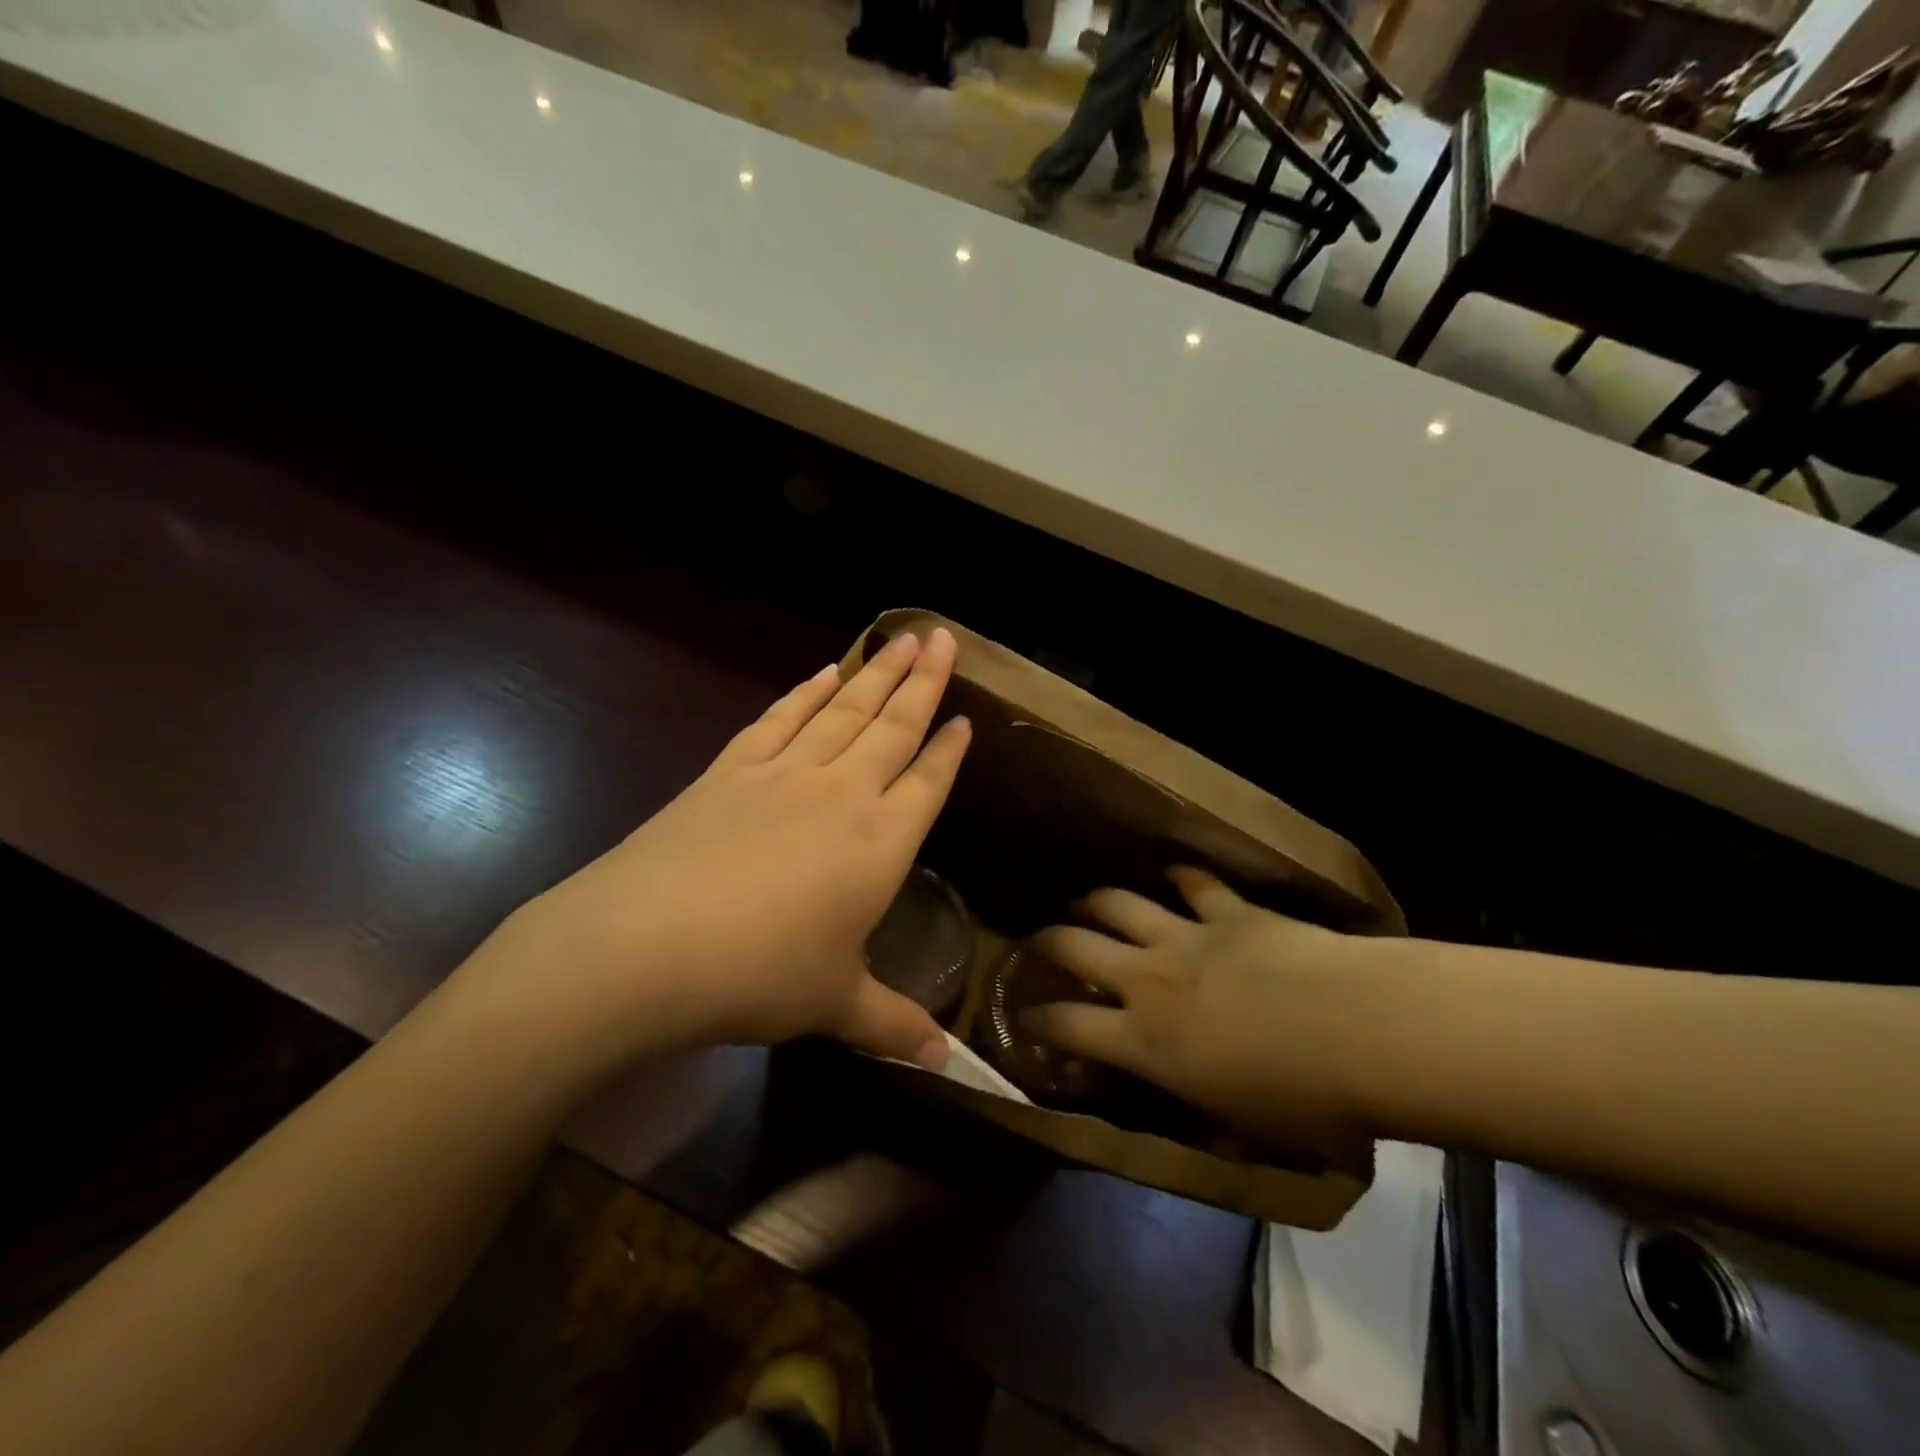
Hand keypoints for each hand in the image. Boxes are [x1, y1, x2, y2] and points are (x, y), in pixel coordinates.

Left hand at [447, 629, 970, 1083]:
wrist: (643, 946)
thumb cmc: (758, 976)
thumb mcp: (834, 1005)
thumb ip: (892, 1024)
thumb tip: (944, 1065)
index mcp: (880, 843)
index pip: (928, 783)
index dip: (950, 750)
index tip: (967, 717)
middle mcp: (841, 793)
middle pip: (893, 726)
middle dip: (923, 681)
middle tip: (941, 636)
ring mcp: (783, 774)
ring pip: (842, 710)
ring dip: (874, 673)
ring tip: (897, 638)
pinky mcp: (731, 770)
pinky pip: (780, 719)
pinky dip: (804, 693)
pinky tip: (822, 673)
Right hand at [1024, 868, 1395, 1158]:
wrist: (1361, 1032)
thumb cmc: (1306, 1102)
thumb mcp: (1242, 1126)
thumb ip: (1200, 1107)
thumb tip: (1188, 1106)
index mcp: (1146, 1041)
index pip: (1068, 1027)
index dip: (1038, 1020)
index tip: (1025, 1014)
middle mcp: (1149, 980)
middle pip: (1075, 948)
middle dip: (1047, 943)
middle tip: (1039, 942)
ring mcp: (1186, 937)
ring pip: (1117, 904)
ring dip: (1094, 901)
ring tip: (1085, 902)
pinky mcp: (1228, 911)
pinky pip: (1193, 883)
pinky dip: (1179, 877)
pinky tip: (1174, 874)